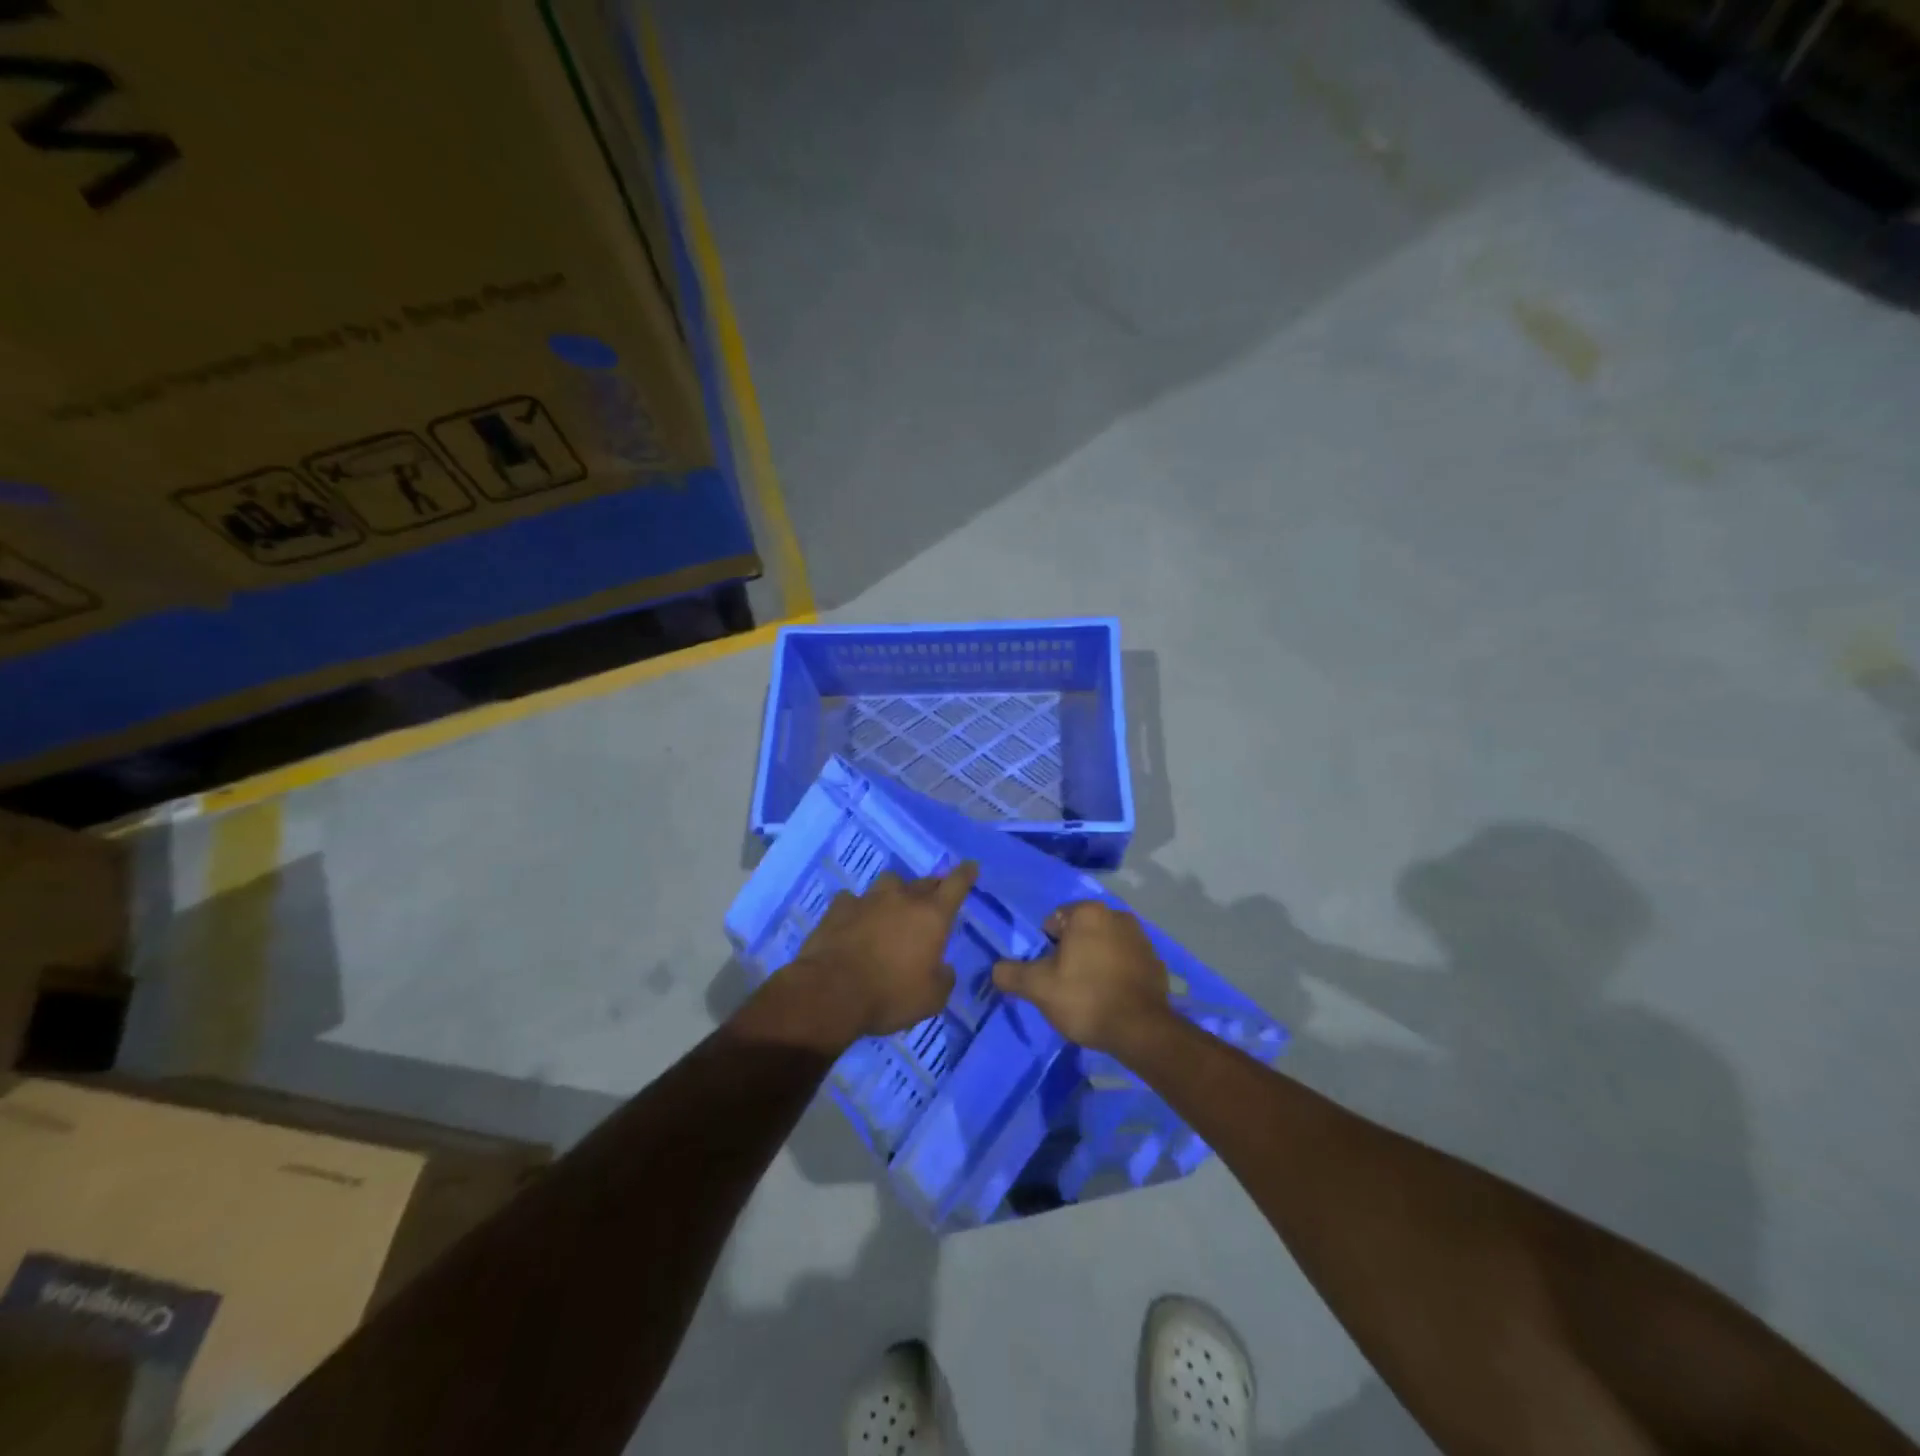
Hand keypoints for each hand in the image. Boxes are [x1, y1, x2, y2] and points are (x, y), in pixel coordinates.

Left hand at [781, 863, 978, 1043]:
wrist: (831, 992)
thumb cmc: (890, 995)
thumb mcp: (931, 999)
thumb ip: (944, 978)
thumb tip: (943, 968)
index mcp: (932, 916)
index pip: (956, 884)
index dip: (966, 874)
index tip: (971, 866)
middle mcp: (902, 898)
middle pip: (924, 882)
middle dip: (932, 888)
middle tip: (932, 901)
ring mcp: (868, 899)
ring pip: (889, 883)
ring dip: (895, 892)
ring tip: (892, 907)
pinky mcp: (839, 907)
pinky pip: (854, 899)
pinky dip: (859, 907)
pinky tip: (855, 920)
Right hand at [991, 900, 1172, 1054]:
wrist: (1141, 1031)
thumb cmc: (1085, 998)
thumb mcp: (1038, 987)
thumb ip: (1011, 974)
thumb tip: (996, 969)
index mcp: (1088, 912)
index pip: (1055, 921)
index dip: (1046, 947)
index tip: (1049, 972)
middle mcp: (1117, 915)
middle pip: (1081, 932)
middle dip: (1072, 952)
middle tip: (1066, 984)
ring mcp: (1141, 938)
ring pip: (1104, 945)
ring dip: (1095, 961)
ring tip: (1089, 993)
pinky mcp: (1156, 961)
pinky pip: (1126, 961)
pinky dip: (1116, 973)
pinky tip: (1112, 997)